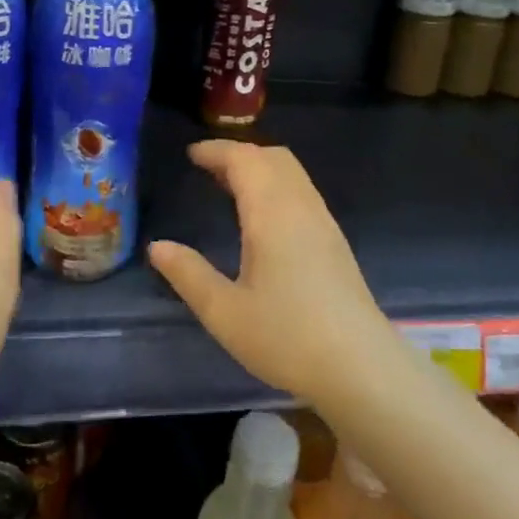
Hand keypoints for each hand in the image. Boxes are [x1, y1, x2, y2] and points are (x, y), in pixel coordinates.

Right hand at [148, 141, 394, 407]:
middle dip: (239, 154)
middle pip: (273, 157)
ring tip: (228, 186)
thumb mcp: (224, 312)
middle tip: (207, 168)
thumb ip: (189, 275)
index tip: (190, 155)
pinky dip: (276, 185)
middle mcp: (301, 207)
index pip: (244, 160)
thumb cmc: (287, 337)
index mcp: (272, 214)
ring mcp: (323, 223)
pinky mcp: (334, 241)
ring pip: (292, 173)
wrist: (361, 367)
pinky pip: (302, 192)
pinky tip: (262, 216)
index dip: (216, 151)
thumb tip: (157, 247)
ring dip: (260, 168)